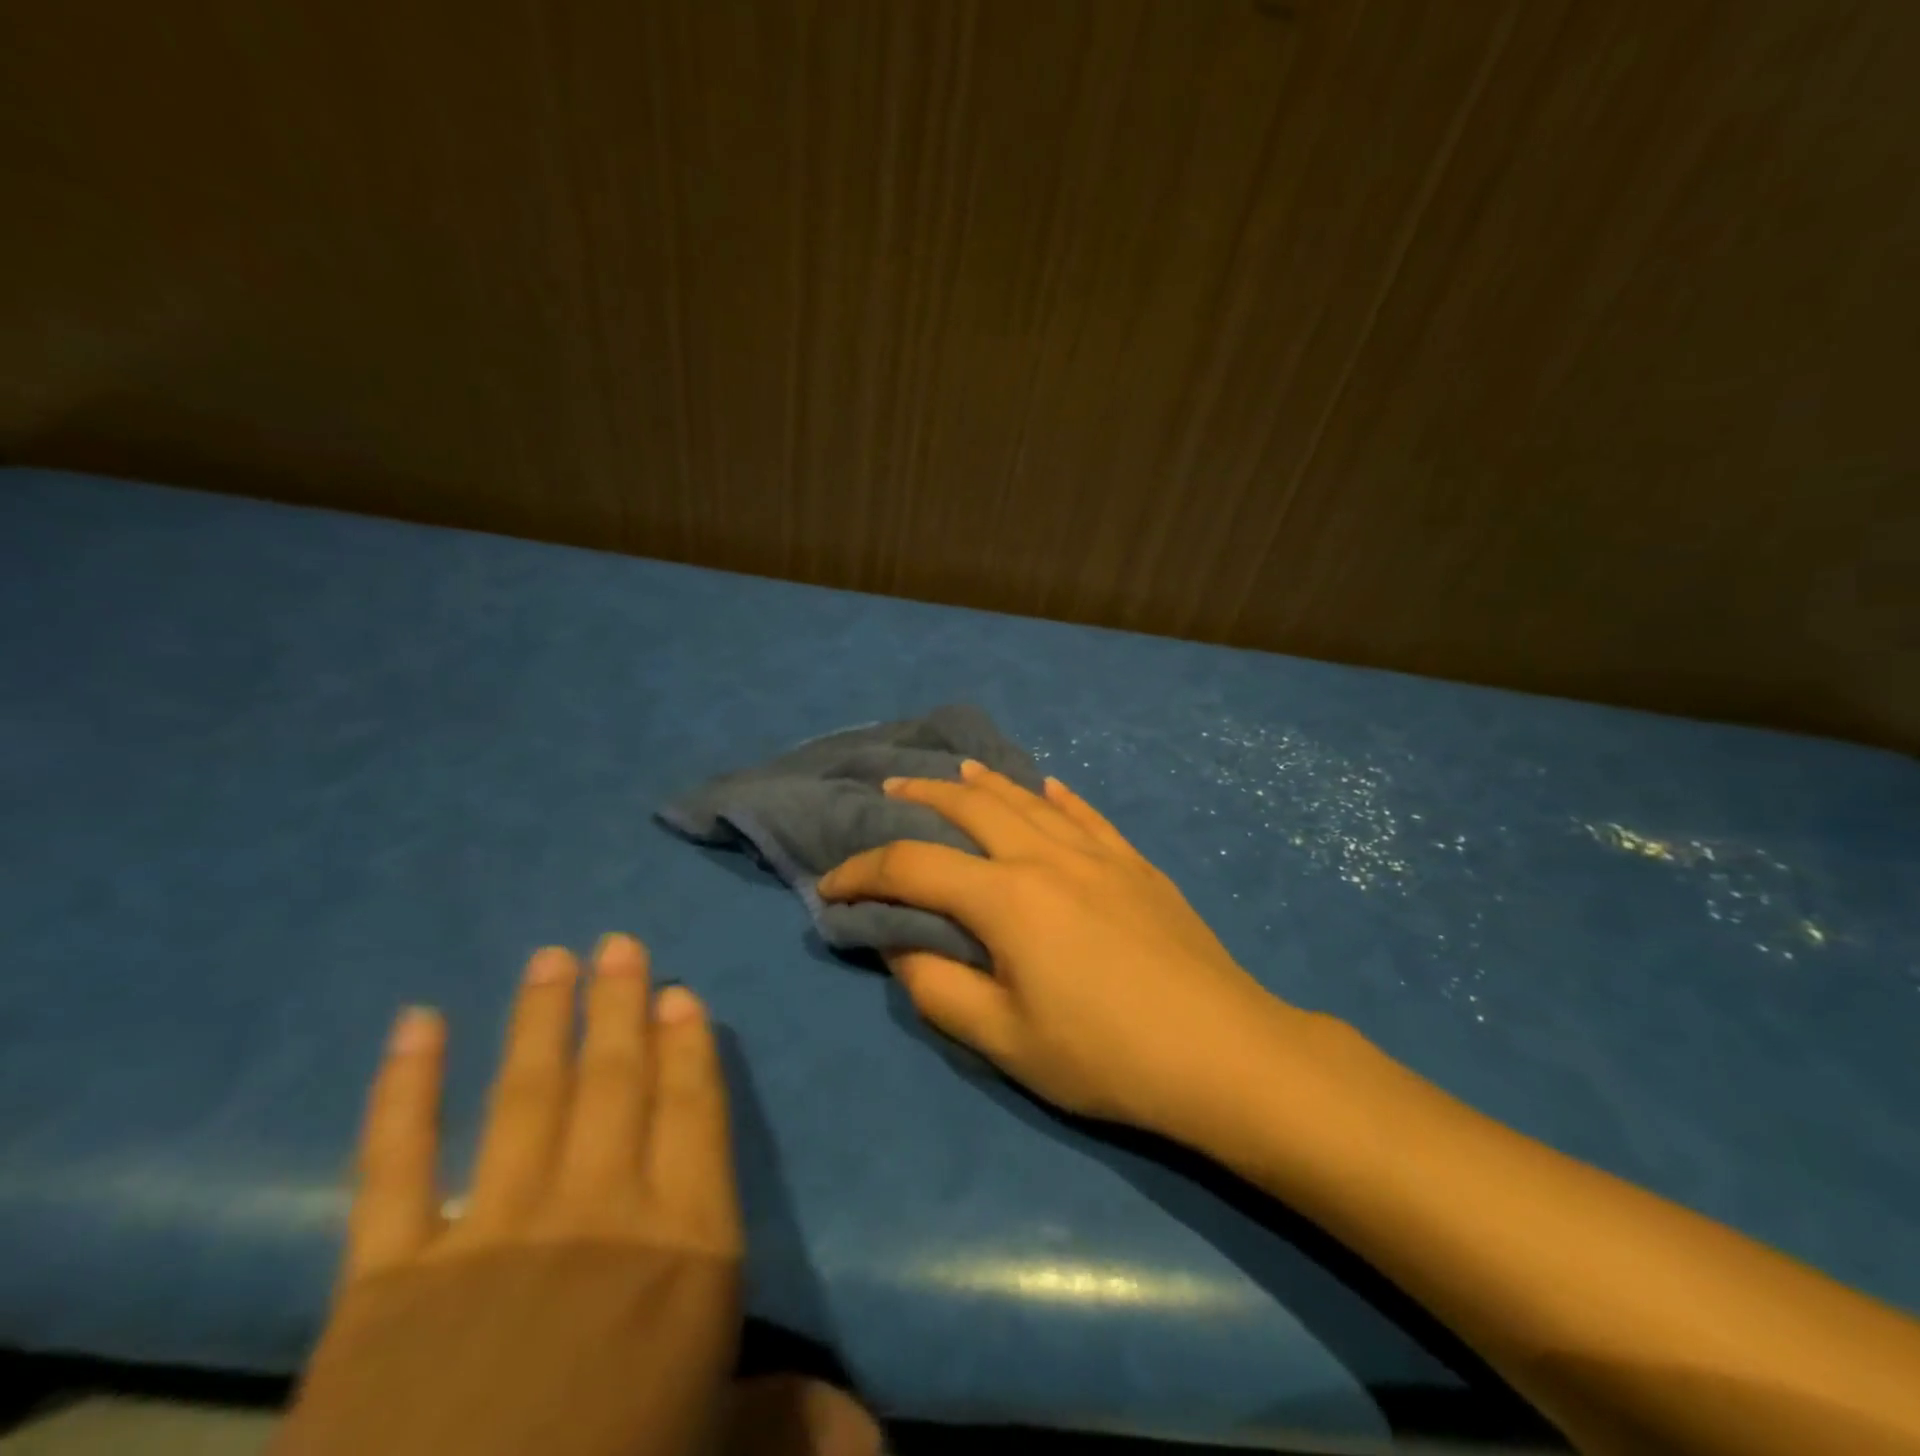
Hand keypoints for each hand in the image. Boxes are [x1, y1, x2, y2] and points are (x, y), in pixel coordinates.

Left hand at [278, 936, 741, 1455]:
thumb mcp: (718, 1451)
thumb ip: (789, 1418)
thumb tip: (864, 1424)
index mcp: (684, 1246)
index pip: (694, 1114)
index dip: (688, 1048)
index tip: (678, 993)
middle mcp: (599, 1213)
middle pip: (616, 1083)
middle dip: (620, 1006)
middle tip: (618, 943)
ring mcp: (491, 1235)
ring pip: (527, 1096)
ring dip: (542, 1019)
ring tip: (551, 958)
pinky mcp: (387, 1278)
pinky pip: (395, 1164)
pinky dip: (404, 1089)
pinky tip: (415, 1024)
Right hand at [818, 762, 1297, 1138]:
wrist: (1224, 1053)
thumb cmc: (1107, 1056)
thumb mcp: (1005, 1040)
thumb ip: (939, 989)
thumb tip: (902, 945)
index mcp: (1008, 898)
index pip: (913, 868)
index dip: (862, 873)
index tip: (830, 887)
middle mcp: (1047, 857)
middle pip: (971, 808)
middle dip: (921, 796)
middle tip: (889, 790)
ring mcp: (1098, 854)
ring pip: (1029, 799)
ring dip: (985, 782)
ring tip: (956, 771)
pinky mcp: (1136, 864)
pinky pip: (1087, 814)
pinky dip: (1058, 795)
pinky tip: (1048, 784)